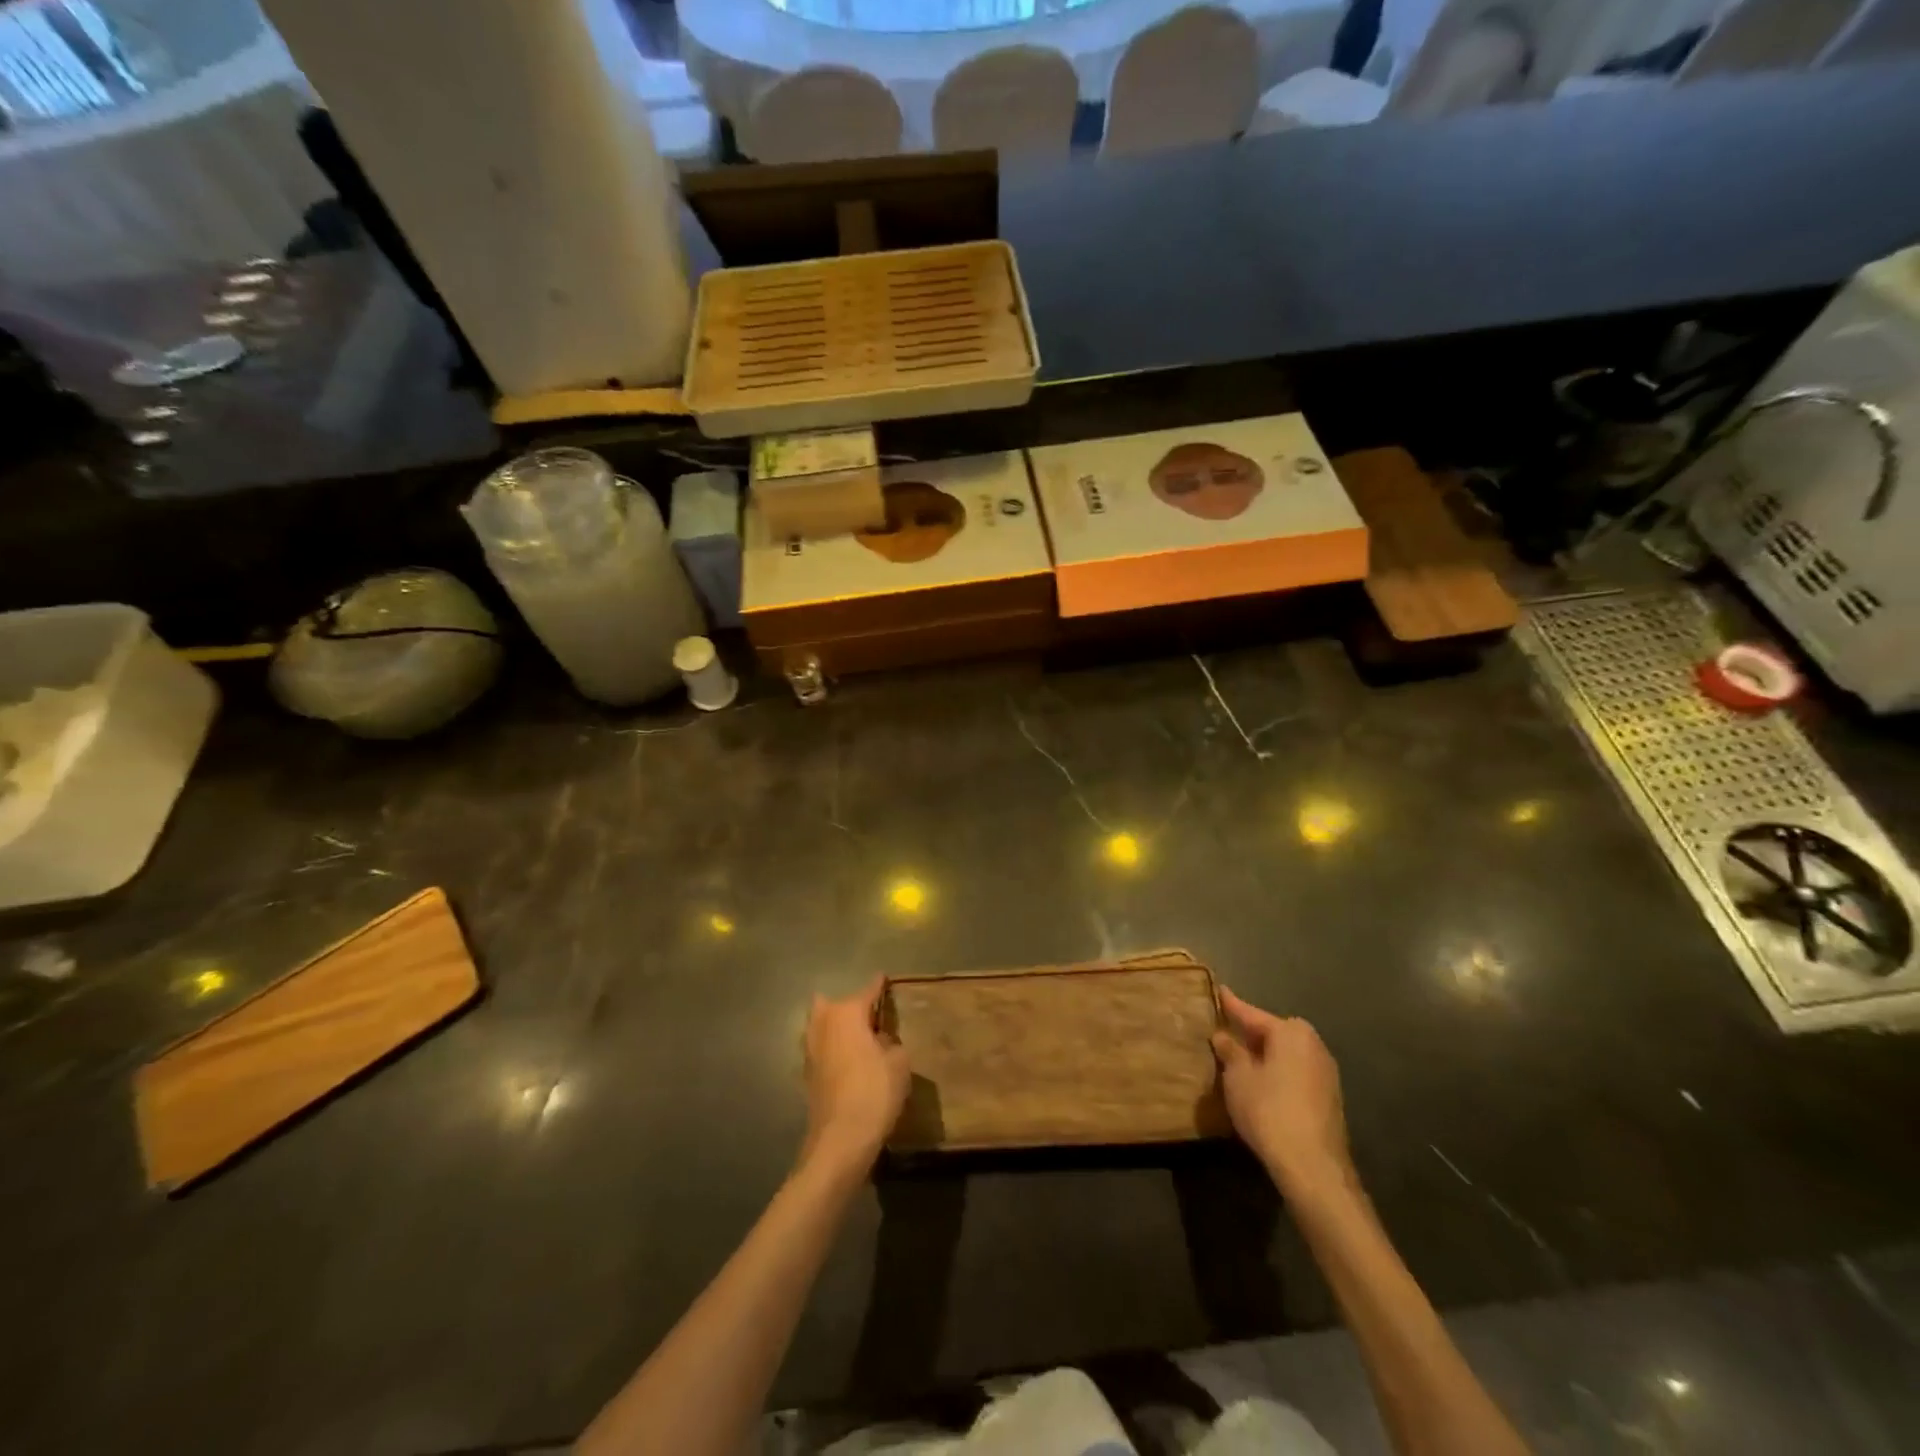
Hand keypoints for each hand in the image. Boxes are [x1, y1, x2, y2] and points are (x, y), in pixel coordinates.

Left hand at [800, 975, 910, 1174]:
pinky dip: (832, 1049)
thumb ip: (892, 1043)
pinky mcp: (807, 1074)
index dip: (878, 985)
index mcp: (846, 1014)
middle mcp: (823, 1024)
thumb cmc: (874, 1092)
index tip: (884, 977)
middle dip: (848, 1006)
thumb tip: (881, 1040)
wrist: (840, 1140)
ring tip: (859, 1037)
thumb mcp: (899, 1063)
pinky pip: (821, 1049)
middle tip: (870, 1016)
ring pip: (821, 1026)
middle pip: (832, 1004)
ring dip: (836, 1027)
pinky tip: (848, 1060)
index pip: (866, 991)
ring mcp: (810, 1050)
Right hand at [1211, 989, 1353, 1196]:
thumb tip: (1222, 1035)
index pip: (1252, 1014)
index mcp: (1290, 1032)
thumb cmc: (1269, 1110)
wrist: (1313, 1166)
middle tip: (1225, 1030)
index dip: (1231, 1005)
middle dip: (1250, 1032)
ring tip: (1240, 1058)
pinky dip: (1278, 1071)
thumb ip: (1229, 1051)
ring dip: (1265, 1054)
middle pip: (1273, 1032)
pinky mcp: (1329, 1097)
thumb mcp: (1238, 1077)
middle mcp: (1313, 1044)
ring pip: (1286, 1053)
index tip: (1218, 990)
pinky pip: (1295, 1072)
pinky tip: (1262, 1083)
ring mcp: (1325, 1072)